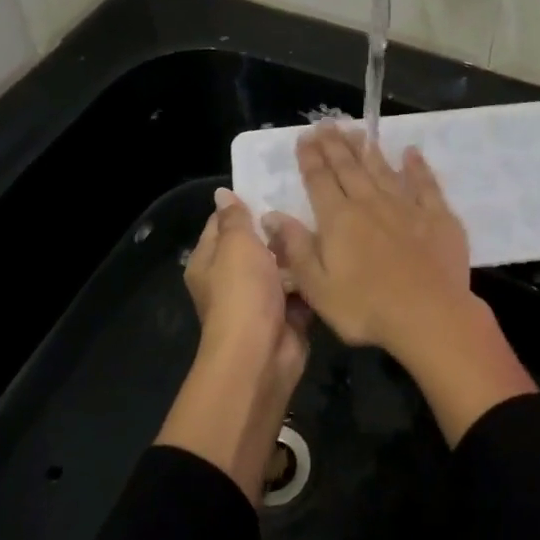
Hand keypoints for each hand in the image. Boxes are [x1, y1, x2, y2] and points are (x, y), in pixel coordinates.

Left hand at [183, 186, 309, 389]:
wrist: (261, 354)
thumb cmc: (242, 292)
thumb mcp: (235, 245)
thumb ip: (234, 218)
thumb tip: (222, 194)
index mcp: (208, 262)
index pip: (221, 223)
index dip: (244, 204)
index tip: (273, 185)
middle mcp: (229, 280)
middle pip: (254, 244)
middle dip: (277, 227)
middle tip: (306, 201)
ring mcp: (258, 299)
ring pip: (281, 266)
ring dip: (297, 252)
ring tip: (324, 222)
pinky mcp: (285, 315)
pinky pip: (300, 288)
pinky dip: (311, 278)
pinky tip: (331, 255)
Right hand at [263, 124, 470, 353]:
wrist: (430, 316)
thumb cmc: (366, 308)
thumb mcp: (317, 287)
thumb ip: (295, 248)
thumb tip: (271, 215)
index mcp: (338, 220)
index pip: (319, 181)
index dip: (310, 158)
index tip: (304, 137)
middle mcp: (369, 204)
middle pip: (348, 168)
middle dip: (335, 146)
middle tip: (326, 124)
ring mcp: (406, 207)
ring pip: (382, 170)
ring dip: (368, 150)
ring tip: (358, 131)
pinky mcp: (437, 216)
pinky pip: (425, 184)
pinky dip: (416, 167)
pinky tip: (411, 152)